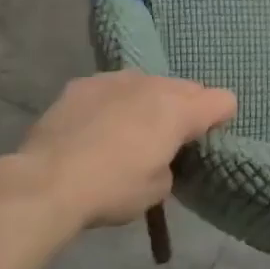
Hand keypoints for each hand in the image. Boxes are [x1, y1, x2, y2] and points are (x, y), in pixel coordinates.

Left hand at [0, 71, 235, 234]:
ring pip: (149, 84)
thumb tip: (159, 155)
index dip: (220, 120)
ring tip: (129, 131)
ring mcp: (116, 79)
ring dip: (149, 103)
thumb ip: (171, 162)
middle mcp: (153, 84)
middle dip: (184, 110)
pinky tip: (96, 127)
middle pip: (187, 88)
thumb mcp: (158, 189)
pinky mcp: (83, 84)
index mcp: (179, 110)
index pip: (224, 101)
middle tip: (167, 140)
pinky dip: (114, 103)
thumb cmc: (112, 189)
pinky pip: (113, 88)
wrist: (45, 183)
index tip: (204, 141)